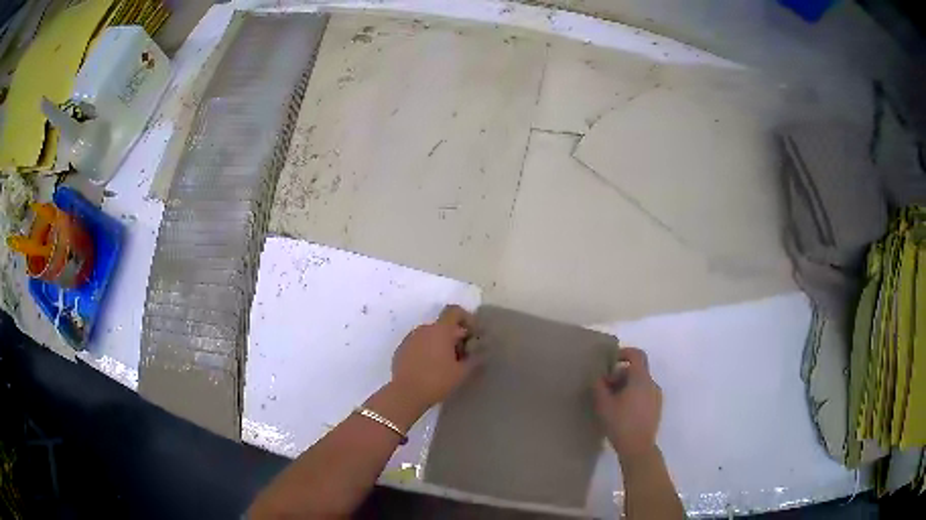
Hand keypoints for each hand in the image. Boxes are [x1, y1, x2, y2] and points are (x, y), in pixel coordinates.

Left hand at [390, 305, 479, 408]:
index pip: (455, 311)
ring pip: (430, 335)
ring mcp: (410, 338)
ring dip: (440, 344)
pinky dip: (427, 351)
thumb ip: (475, 359)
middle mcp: (424, 329)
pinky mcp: (401, 350)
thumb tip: (482, 352)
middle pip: (443, 325)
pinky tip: (430, 369)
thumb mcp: (462, 372)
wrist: (405, 394)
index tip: (473, 334)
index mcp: (440, 330)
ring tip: (446, 364)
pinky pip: (418, 344)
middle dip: (455, 337)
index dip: (467, 319)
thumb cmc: (437, 381)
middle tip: (463, 356)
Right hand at [594, 347, 662, 460]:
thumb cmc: (620, 424)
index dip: (624, 353)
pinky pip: (644, 393)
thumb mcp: (603, 405)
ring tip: (612, 402)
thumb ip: (599, 387)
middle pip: (636, 370)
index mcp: (641, 379)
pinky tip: (622, 411)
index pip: (637, 355)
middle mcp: (652, 384)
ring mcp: (656, 396)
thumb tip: (598, 377)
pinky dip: (633, 395)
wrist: (638, 448)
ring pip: (640, 383)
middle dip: (620, 375)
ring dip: (626, 386)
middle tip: (605, 389)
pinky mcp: (656, 408)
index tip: (610, 362)